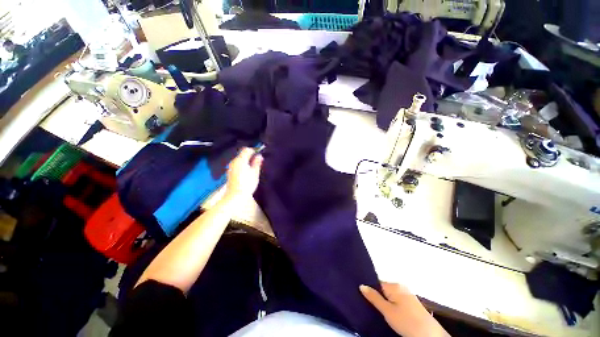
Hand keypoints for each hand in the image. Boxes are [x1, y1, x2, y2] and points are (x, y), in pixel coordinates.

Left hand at [224, 147, 263, 202]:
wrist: (235, 195)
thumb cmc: (247, 183)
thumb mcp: (255, 172)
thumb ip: (257, 163)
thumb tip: (259, 155)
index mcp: (240, 160)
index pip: (247, 150)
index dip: (254, 150)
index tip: (260, 155)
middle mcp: (234, 161)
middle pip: (242, 154)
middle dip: (250, 156)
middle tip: (258, 162)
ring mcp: (231, 167)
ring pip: (240, 160)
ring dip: (246, 161)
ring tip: (254, 167)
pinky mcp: (230, 172)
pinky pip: (237, 165)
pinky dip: (243, 165)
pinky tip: (247, 172)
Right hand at [360, 282, 449, 336]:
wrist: (430, 335)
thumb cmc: (406, 322)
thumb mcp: (387, 311)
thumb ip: (374, 297)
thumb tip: (361, 285)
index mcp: (394, 285)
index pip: (376, 283)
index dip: (370, 290)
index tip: (364, 298)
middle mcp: (401, 286)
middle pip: (383, 288)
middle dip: (377, 296)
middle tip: (371, 306)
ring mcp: (407, 294)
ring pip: (390, 295)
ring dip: (385, 301)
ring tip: (379, 311)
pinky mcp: (412, 302)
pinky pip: (397, 299)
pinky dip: (392, 305)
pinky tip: (391, 313)